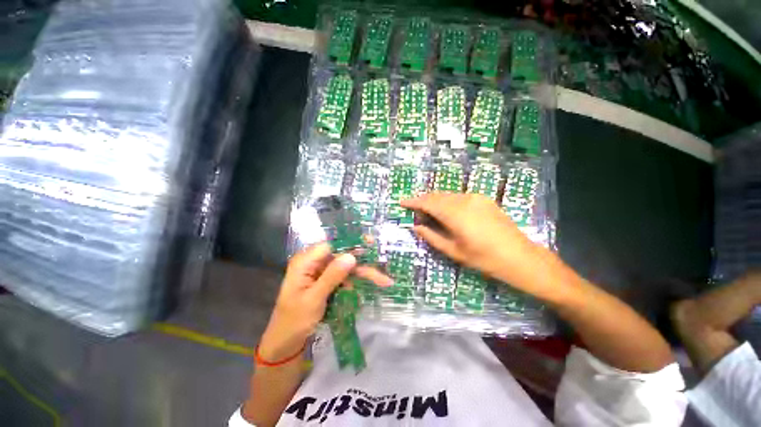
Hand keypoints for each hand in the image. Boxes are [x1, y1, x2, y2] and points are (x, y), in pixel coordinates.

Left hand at [258, 243, 391, 361]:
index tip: (370, 246)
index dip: (352, 245)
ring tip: (383, 281)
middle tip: (383, 271)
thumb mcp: (314, 299)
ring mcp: (321, 272)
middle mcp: (314, 263)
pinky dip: (356, 282)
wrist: (286, 343)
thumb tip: (351, 256)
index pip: (332, 245)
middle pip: (342, 257)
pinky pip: (344, 277)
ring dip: (364, 274)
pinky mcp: (326, 281)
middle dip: (363, 265)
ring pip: (347, 267)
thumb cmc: (294, 321)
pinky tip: (368, 286)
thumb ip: (332, 276)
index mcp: (305, 262)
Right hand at [401, 193, 539, 286]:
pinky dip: (447, 201)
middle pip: (436, 195)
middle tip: (413, 209)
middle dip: (423, 200)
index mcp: (455, 214)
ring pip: (447, 195)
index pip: (427, 202)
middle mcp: (464, 200)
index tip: (401, 202)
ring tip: (427, 211)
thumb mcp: (453, 251)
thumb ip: (432, 236)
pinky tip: (446, 211)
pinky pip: (459, 196)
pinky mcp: (483, 199)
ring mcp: (475, 197)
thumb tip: (416, 226)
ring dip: (435, 200)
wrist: (520, 256)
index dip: (413, 201)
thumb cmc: (484, 259)